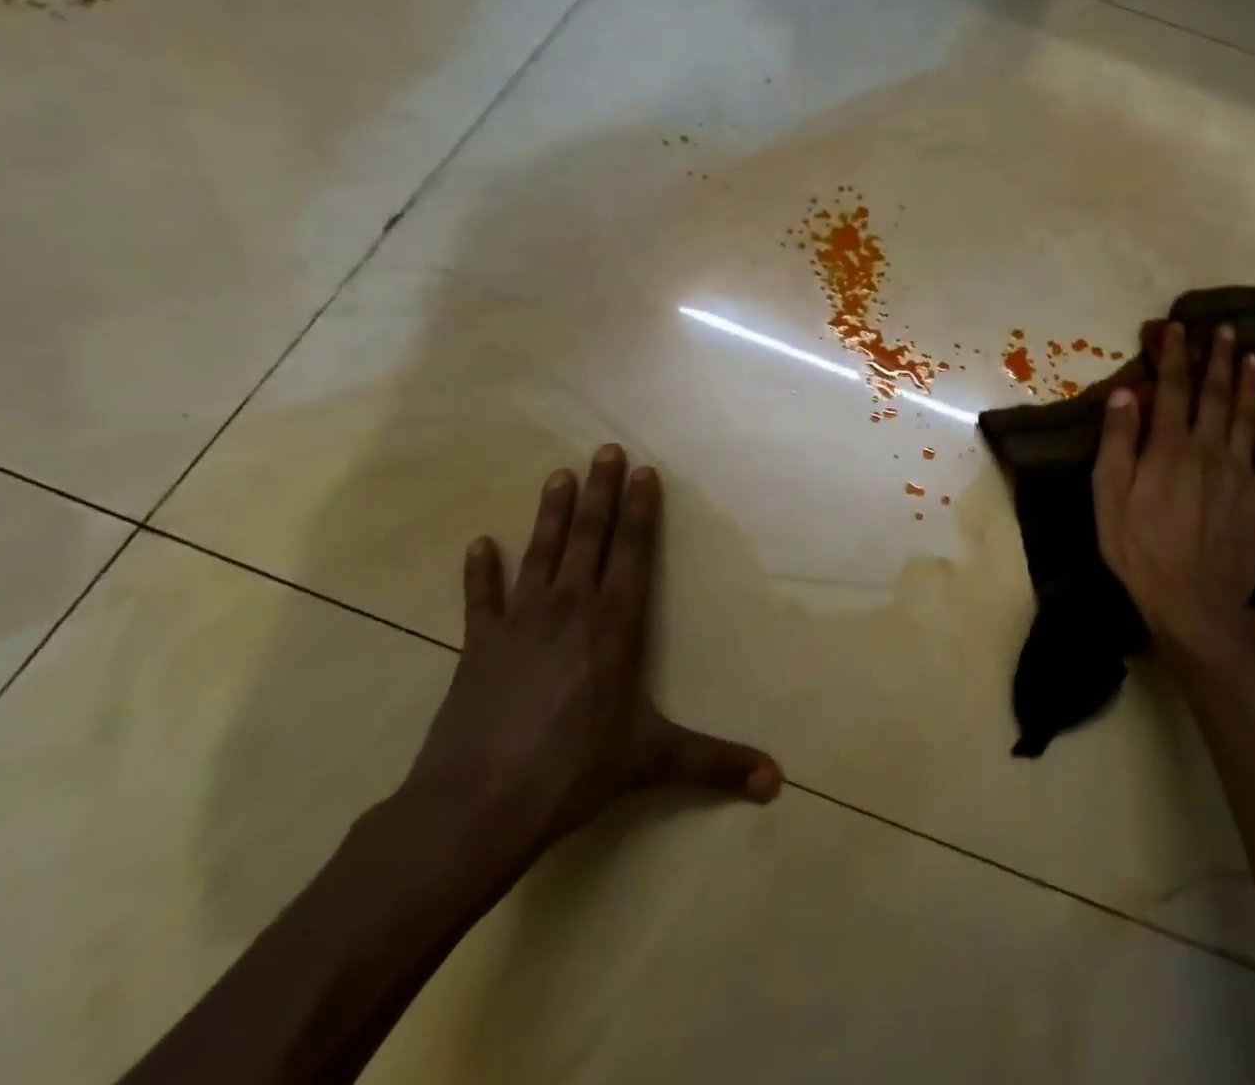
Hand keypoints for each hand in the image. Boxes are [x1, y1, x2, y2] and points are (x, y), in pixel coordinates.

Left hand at [404, 445, 781, 857]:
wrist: (477, 805)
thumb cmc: (575, 771)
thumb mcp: (653, 761)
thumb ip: (716, 763)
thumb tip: (777, 783)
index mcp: (616, 623)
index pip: (633, 552)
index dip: (640, 510)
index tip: (644, 471)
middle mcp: (571, 608)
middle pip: (590, 537)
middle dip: (602, 492)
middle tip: (606, 450)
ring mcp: (520, 622)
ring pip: (541, 553)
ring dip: (552, 513)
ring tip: (559, 475)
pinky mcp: (478, 646)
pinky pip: (480, 598)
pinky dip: (480, 571)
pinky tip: (478, 544)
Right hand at [1092, 322, 1254, 664]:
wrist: (1194, 603)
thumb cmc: (1140, 550)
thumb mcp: (1109, 497)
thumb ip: (1117, 442)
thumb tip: (1127, 393)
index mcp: (1170, 447)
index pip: (1174, 388)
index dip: (1175, 355)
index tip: (1177, 327)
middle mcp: (1210, 450)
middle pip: (1216, 394)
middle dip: (1219, 359)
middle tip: (1225, 330)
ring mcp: (1241, 474)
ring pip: (1247, 418)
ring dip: (1249, 385)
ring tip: (1253, 357)